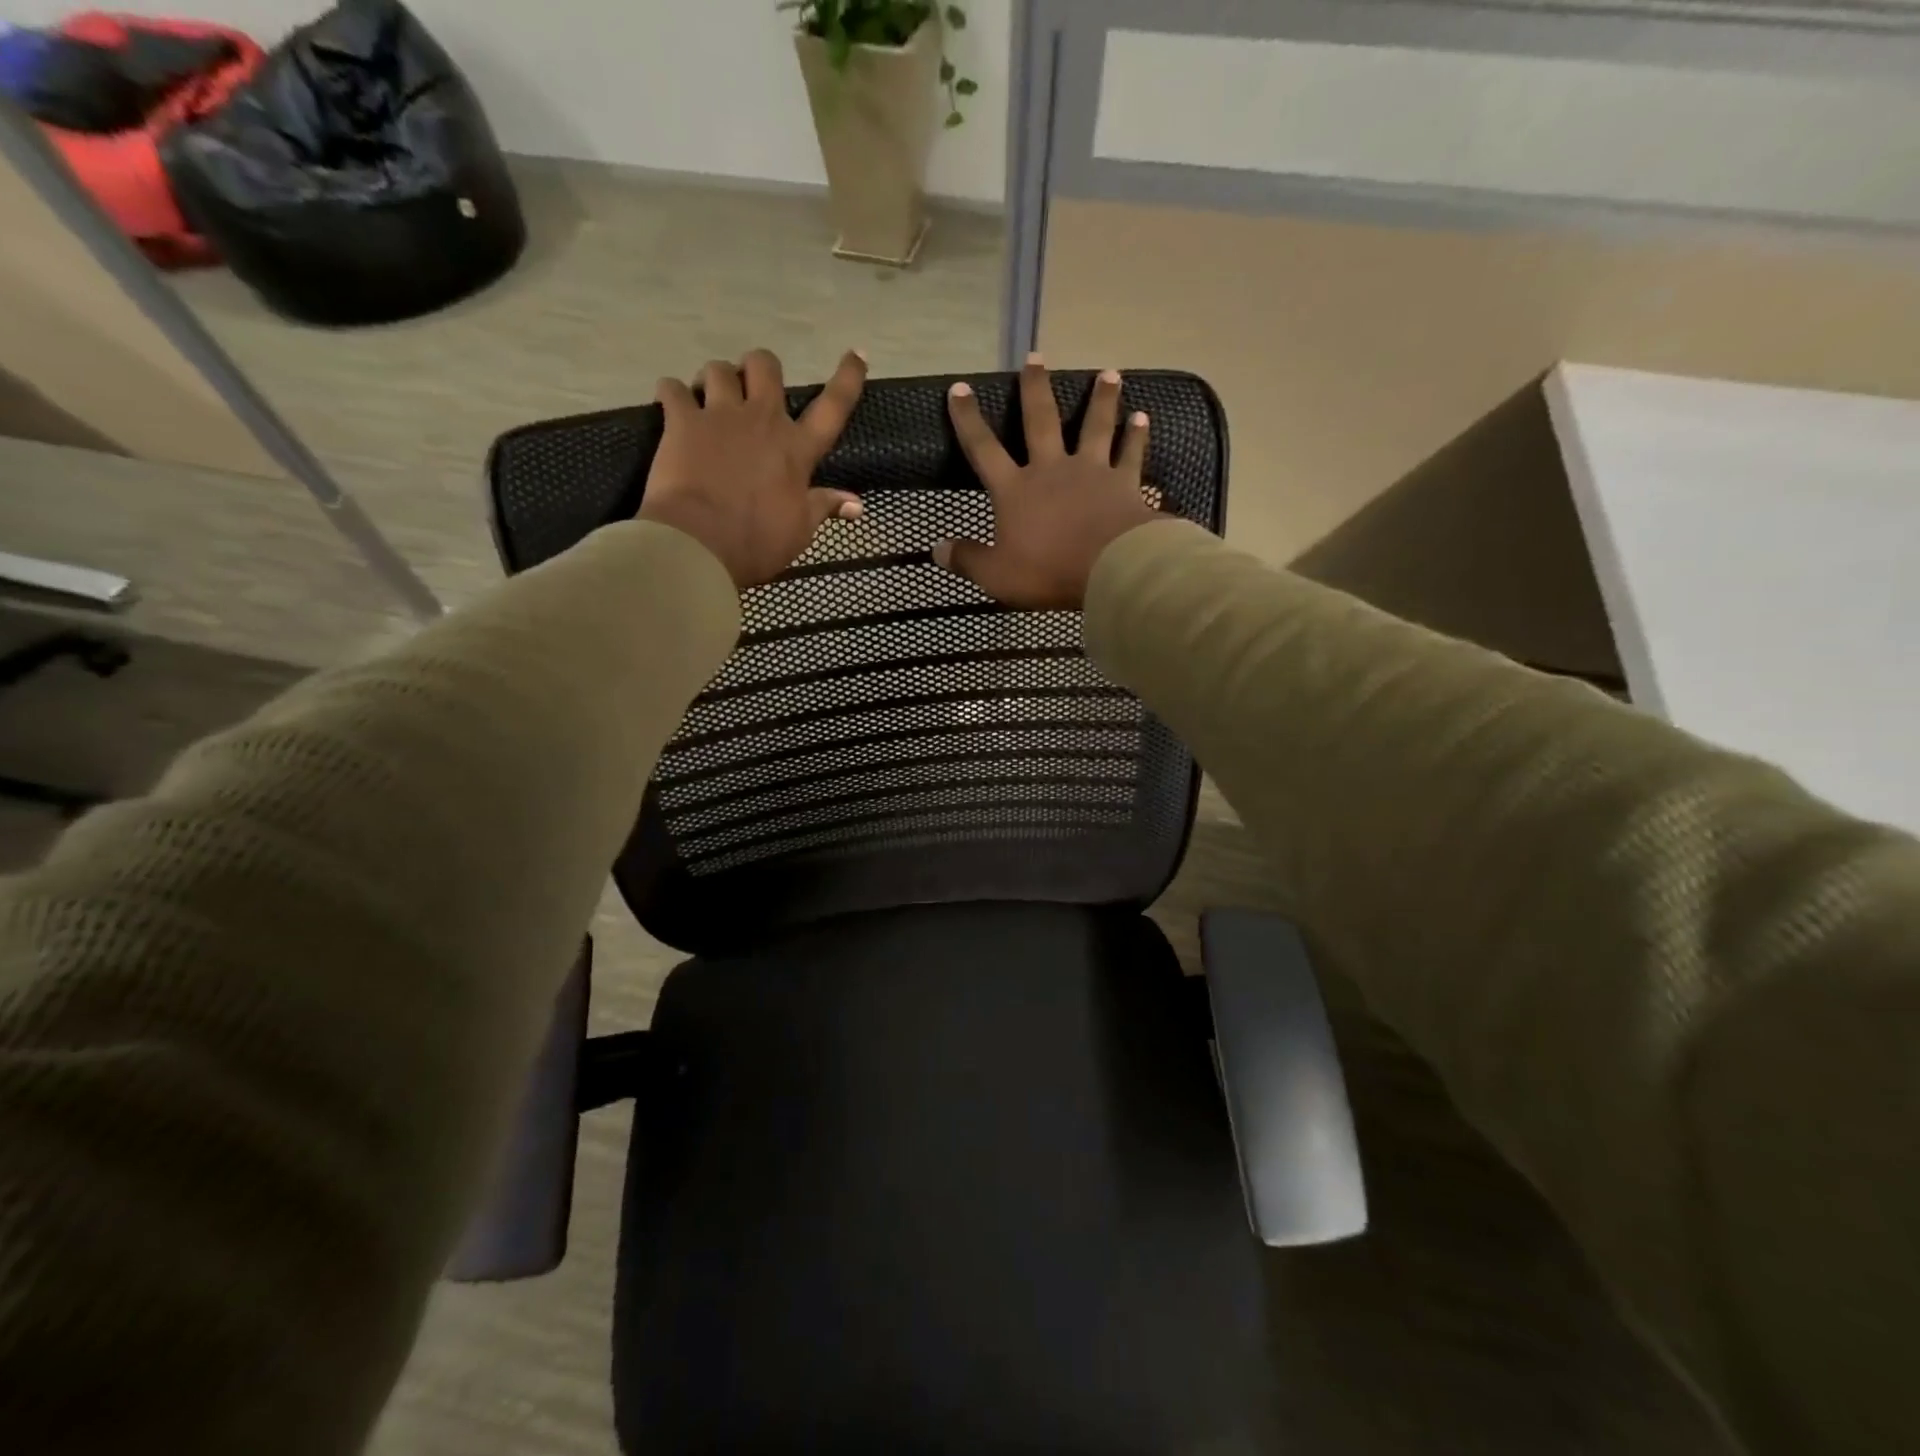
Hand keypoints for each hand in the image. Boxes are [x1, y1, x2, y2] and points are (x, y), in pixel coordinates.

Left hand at [638, 348, 867, 588]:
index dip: (848, 378)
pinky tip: (671, 405)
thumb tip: (857, 504)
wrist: (700, 544)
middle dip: (760, 369)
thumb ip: (824, 507)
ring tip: (709, 398)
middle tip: (751, 389)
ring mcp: (720, 416)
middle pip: (765, 366)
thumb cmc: (758, 542)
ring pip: (719, 369)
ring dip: (716, 379)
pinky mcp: (681, 421)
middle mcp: (762, 420)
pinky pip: (672, 388)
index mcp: (797, 449)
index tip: (856, 353)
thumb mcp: (800, 531)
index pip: (833, 406)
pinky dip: (672, 393)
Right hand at [935, 358, 1161, 608]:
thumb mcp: (997, 575)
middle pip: (1041, 421)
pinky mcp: (1125, 484)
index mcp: (1016, 490)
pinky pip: (1131, 454)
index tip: (959, 389)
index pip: (984, 449)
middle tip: (1035, 357)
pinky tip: (1142, 418)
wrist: (1111, 567)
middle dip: (1035, 389)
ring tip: (1108, 374)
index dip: (968, 420)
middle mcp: (1052, 470)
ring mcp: (1092, 472)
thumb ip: (968, 560)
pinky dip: (1137, 436)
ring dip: (1101, 400)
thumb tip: (936, 550)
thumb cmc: (1049, 571)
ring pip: (1094, 427)